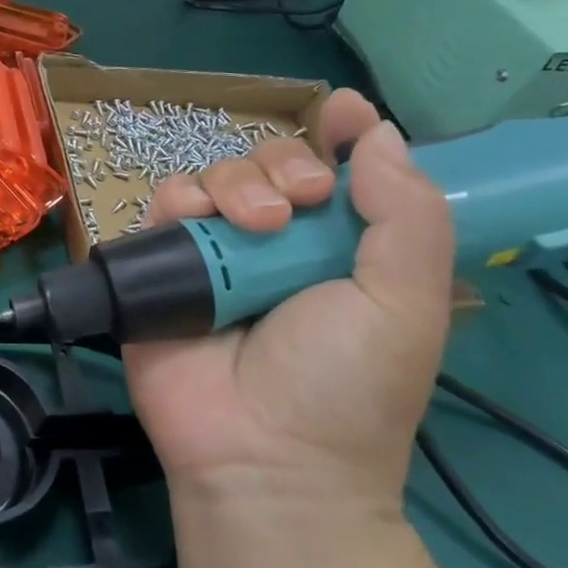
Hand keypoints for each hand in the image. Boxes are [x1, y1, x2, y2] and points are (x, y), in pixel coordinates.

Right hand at [124, 89, 452, 516]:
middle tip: (299, 202)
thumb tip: (380, 135)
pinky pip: (163, 206)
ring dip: (236, 183)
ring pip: (215, 175)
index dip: (341, 135)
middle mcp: (275, 244)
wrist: (260, 456)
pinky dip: (179, 202)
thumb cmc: (345, 386)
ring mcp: (214, 254)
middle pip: (269, 164)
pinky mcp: (161, 265)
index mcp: (339, 249)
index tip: (340, 111)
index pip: (338, 173)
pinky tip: (197, 225)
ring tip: (253, 227)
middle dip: (284, 164)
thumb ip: (405, 217)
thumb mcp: (406, 305)